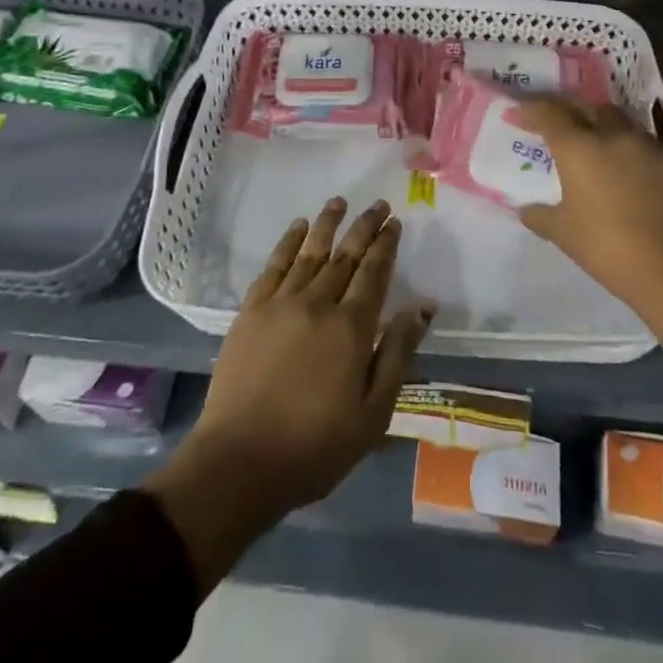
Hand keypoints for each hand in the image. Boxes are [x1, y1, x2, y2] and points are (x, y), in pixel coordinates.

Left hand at [144, 198, 431, 591]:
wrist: (240, 461)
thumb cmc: (315, 447)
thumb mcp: (373, 414)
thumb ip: (398, 354)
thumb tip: (422, 307)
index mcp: (352, 328)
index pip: (374, 273)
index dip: (386, 245)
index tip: (394, 222)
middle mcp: (318, 303)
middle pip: (345, 255)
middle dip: (364, 227)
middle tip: (377, 204)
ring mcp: (281, 303)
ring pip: (310, 252)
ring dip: (327, 224)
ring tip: (339, 201)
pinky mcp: (251, 310)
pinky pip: (274, 265)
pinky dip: (288, 242)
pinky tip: (298, 228)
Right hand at [515, 99, 662, 370]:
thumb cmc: (607, 247)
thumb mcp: (562, 233)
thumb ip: (539, 216)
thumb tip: (525, 209)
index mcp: (578, 147)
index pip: (548, 112)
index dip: (530, 109)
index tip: (518, 115)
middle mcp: (611, 135)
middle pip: (585, 107)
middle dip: (568, 111)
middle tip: (557, 127)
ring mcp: (644, 145)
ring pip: (617, 119)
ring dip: (600, 124)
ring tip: (593, 145)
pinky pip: (641, 141)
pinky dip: (626, 146)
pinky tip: (624, 168)